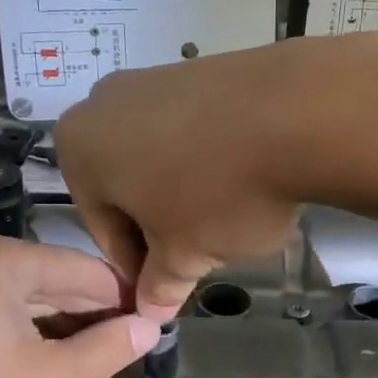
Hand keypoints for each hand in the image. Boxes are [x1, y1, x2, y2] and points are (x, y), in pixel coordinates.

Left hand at [0, 233, 161, 377]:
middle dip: (96, 311)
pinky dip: (33, 335)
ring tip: (113, 351)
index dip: (124, 296)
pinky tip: (65, 357)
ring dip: (67, 326)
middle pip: (53, 279)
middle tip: (143, 338)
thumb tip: (153, 326)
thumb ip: (107, 347)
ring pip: (27, 299)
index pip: (82, 268)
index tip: (163, 317)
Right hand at [58, 34, 377, 317]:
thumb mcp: (184, 255)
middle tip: (198, 256)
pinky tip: (244, 179)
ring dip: (185, 193)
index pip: (101, 226)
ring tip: (228, 219)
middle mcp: (105, 102)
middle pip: (127, 185)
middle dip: (159, 225)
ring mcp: (156, 77)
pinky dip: (210, 158)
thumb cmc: (218, 192)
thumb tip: (151, 309)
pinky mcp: (204, 68)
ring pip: (161, 156)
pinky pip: (194, 128)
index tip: (164, 289)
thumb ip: (160, 285)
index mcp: (79, 146)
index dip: (135, 266)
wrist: (297, 113)